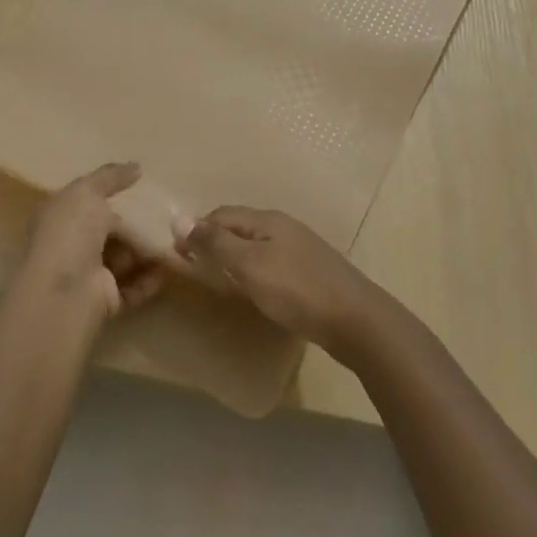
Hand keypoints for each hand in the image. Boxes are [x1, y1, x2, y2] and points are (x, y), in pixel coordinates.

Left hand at [21, 162, 166, 320]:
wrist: (66, 291)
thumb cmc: (70, 232)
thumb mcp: (87, 192)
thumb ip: (111, 177)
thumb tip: (136, 166)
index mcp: (60, 216)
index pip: (87, 202)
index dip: (111, 194)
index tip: (142, 188)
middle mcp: (71, 245)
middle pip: (109, 231)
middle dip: (135, 225)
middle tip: (166, 217)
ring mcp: (87, 275)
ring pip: (123, 259)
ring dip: (146, 252)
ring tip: (174, 241)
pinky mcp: (104, 300)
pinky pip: (132, 287)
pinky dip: (149, 278)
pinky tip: (166, 269)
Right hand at [174, 206, 380, 355]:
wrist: (358, 321)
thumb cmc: (296, 290)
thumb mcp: (249, 266)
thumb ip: (215, 244)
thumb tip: (179, 219)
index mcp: (267, 220)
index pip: (221, 215)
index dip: (197, 230)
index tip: (178, 254)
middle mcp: (283, 227)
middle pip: (239, 228)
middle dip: (214, 243)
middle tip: (195, 270)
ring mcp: (300, 249)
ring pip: (256, 247)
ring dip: (233, 259)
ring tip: (219, 281)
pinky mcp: (311, 273)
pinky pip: (271, 264)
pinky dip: (253, 272)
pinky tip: (254, 291)